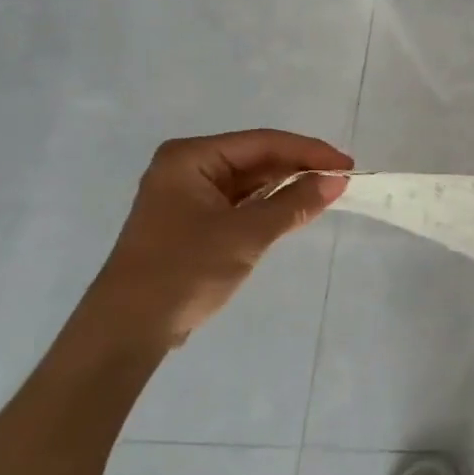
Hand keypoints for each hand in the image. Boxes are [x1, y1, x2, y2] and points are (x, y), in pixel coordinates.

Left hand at [71, 130, 352, 356]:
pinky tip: (297, 209)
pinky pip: (241, 202)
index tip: (347, 165)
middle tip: (341, 179)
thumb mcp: (246, 235)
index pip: (263, 142)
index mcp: (191, 158)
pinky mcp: (193, 221)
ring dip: (287, 187)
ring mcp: (188, 195)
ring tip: (327, 192)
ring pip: (250, 181)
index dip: (309, 152)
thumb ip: (294, 203)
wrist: (126, 332)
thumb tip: (337, 180)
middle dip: (299, 168)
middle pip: (257, 158)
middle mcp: (188, 168)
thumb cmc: (184, 271)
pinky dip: (269, 205)